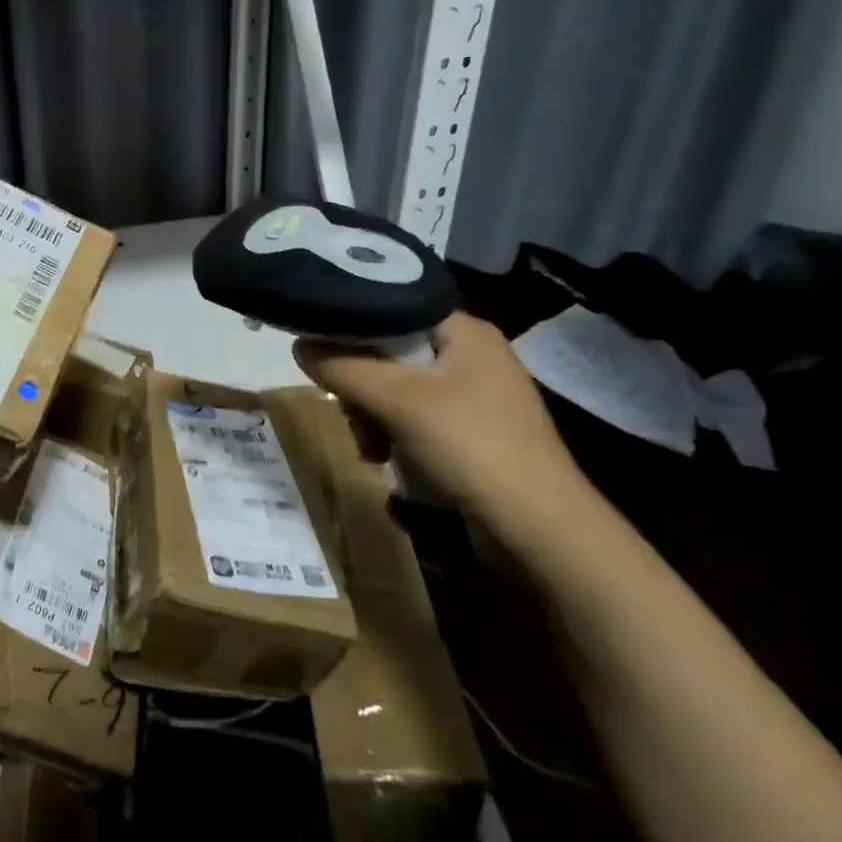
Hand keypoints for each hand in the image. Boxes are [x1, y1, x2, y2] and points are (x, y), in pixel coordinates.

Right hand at [294, 311, 587, 537]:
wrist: (544, 535)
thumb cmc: (472, 447)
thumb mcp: (396, 400)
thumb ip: (342, 366)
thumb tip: (297, 343)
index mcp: (465, 332)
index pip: (393, 306)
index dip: (352, 323)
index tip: (319, 346)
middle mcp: (471, 357)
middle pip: (389, 352)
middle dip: (361, 386)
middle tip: (350, 411)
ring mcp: (474, 399)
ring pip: (396, 391)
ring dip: (372, 419)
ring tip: (370, 450)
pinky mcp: (472, 436)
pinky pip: (414, 421)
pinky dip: (394, 439)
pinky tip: (386, 463)